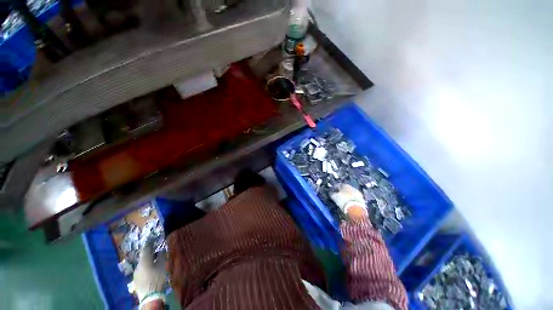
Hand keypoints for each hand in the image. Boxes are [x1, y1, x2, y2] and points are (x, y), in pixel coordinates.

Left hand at [133, 240, 166, 307]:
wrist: (150, 296)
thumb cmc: (157, 278)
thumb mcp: (162, 266)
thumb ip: (161, 256)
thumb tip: (161, 250)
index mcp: (144, 260)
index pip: (146, 248)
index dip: (149, 242)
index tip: (152, 238)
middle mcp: (138, 265)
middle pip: (143, 256)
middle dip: (149, 252)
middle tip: (155, 249)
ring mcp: (136, 273)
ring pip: (142, 263)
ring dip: (148, 259)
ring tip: (154, 259)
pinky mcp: (136, 279)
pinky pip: (141, 269)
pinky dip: (146, 266)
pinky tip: (150, 268)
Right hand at [330, 184, 367, 219]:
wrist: (356, 209)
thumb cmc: (343, 200)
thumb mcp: (334, 197)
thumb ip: (332, 194)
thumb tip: (331, 193)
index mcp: (345, 185)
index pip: (339, 185)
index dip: (335, 188)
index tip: (332, 192)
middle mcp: (352, 187)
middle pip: (346, 189)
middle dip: (342, 192)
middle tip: (338, 196)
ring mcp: (358, 194)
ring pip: (351, 194)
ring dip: (348, 196)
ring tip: (344, 201)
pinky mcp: (362, 200)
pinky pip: (355, 199)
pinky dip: (352, 200)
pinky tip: (349, 204)